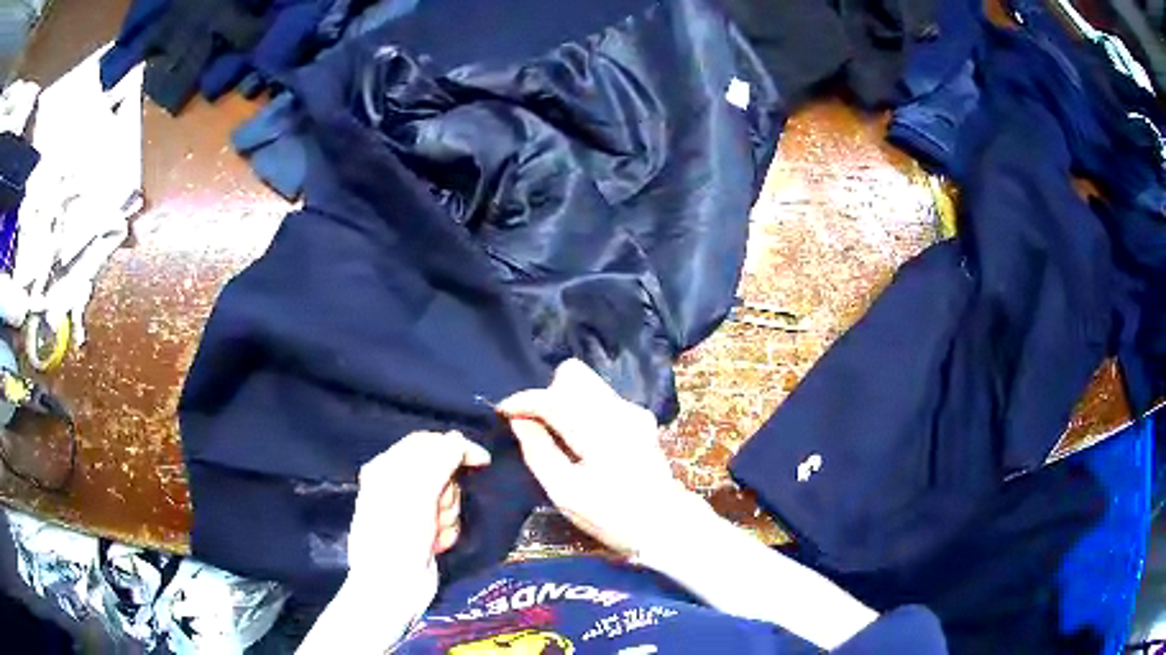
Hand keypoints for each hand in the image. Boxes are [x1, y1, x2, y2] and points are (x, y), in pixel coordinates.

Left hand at [347, 431, 490, 588]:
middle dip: (448, 493)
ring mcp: (411, 508)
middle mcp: (397, 484)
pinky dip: (447, 531)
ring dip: (448, 516)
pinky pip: (448, 519)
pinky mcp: (424, 529)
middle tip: (437, 511)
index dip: (456, 448)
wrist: (392, 588)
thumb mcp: (418, 494)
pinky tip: (435, 546)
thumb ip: (439, 460)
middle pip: (442, 471)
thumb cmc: (398, 538)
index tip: (483, 462)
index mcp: (387, 467)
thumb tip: (459, 439)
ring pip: (449, 497)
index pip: (427, 442)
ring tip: (433, 534)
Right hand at [498, 359, 696, 555]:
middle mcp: (619, 410)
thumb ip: (538, 452)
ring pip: (588, 383)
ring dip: (565, 398)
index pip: (553, 398)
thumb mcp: (565, 493)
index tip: (503, 411)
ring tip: (557, 433)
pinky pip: (601, 397)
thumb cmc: (611, 516)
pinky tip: (581, 438)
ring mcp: (633, 411)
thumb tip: (519, 422)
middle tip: (537, 424)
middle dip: (548, 392)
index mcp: (600, 431)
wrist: (664, 524)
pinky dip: (583, 408)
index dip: (523, 401)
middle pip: (574, 374)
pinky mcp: (640, 417)